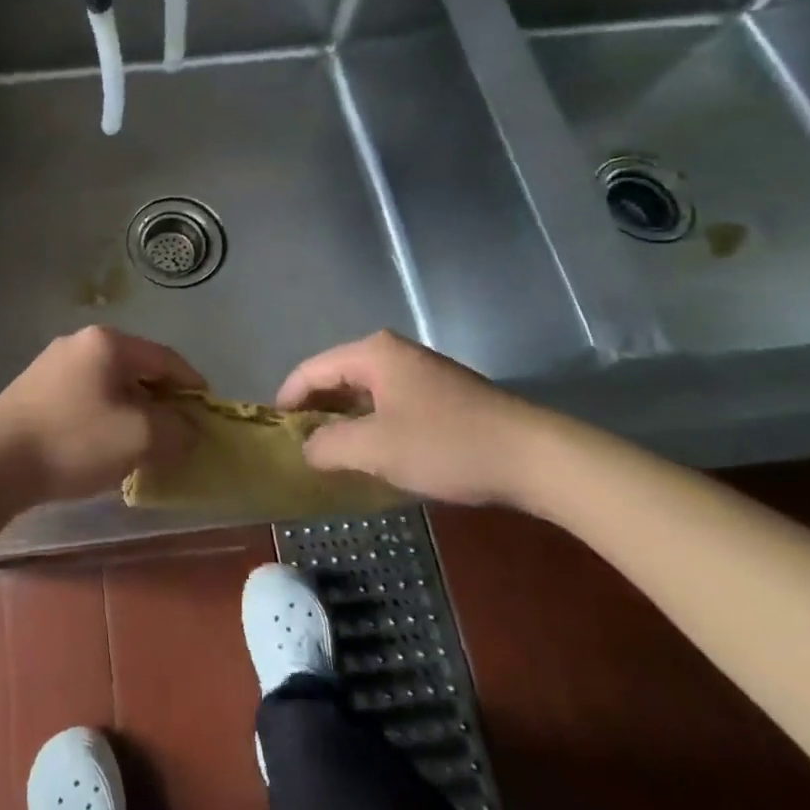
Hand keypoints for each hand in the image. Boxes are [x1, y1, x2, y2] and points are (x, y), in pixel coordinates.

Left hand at [0, 327, 203, 505]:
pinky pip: (85, 396)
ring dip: (133, 410)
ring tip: (143, 444)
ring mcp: (52, 363)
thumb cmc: (73, 441)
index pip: (166, 358)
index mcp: (108, 343)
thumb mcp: (139, 438)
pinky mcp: (34, 388)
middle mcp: (80, 342)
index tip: (208, 414)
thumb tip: (189, 429)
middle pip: (137, 368)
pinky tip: (103, 445)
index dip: (193, 386)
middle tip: (177, 433)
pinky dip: (105, 416)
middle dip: (162, 401)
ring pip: (110, 384)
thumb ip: (176, 430)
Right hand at [278, 330, 556, 506]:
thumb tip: (306, 449)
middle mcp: (393, 352)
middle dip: (315, 410)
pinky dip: (372, 423)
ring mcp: (420, 371)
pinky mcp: (441, 393)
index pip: (311, 370)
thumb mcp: (376, 449)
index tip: (273, 432)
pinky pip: (389, 401)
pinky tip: (373, 452)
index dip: (288, 400)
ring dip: (344, 419)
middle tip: (299, 445)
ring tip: (330, 452)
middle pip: (336, 376)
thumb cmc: (446, 445)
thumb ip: (329, 446)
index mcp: (372, 353)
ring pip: (364, 391)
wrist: (535, 457)